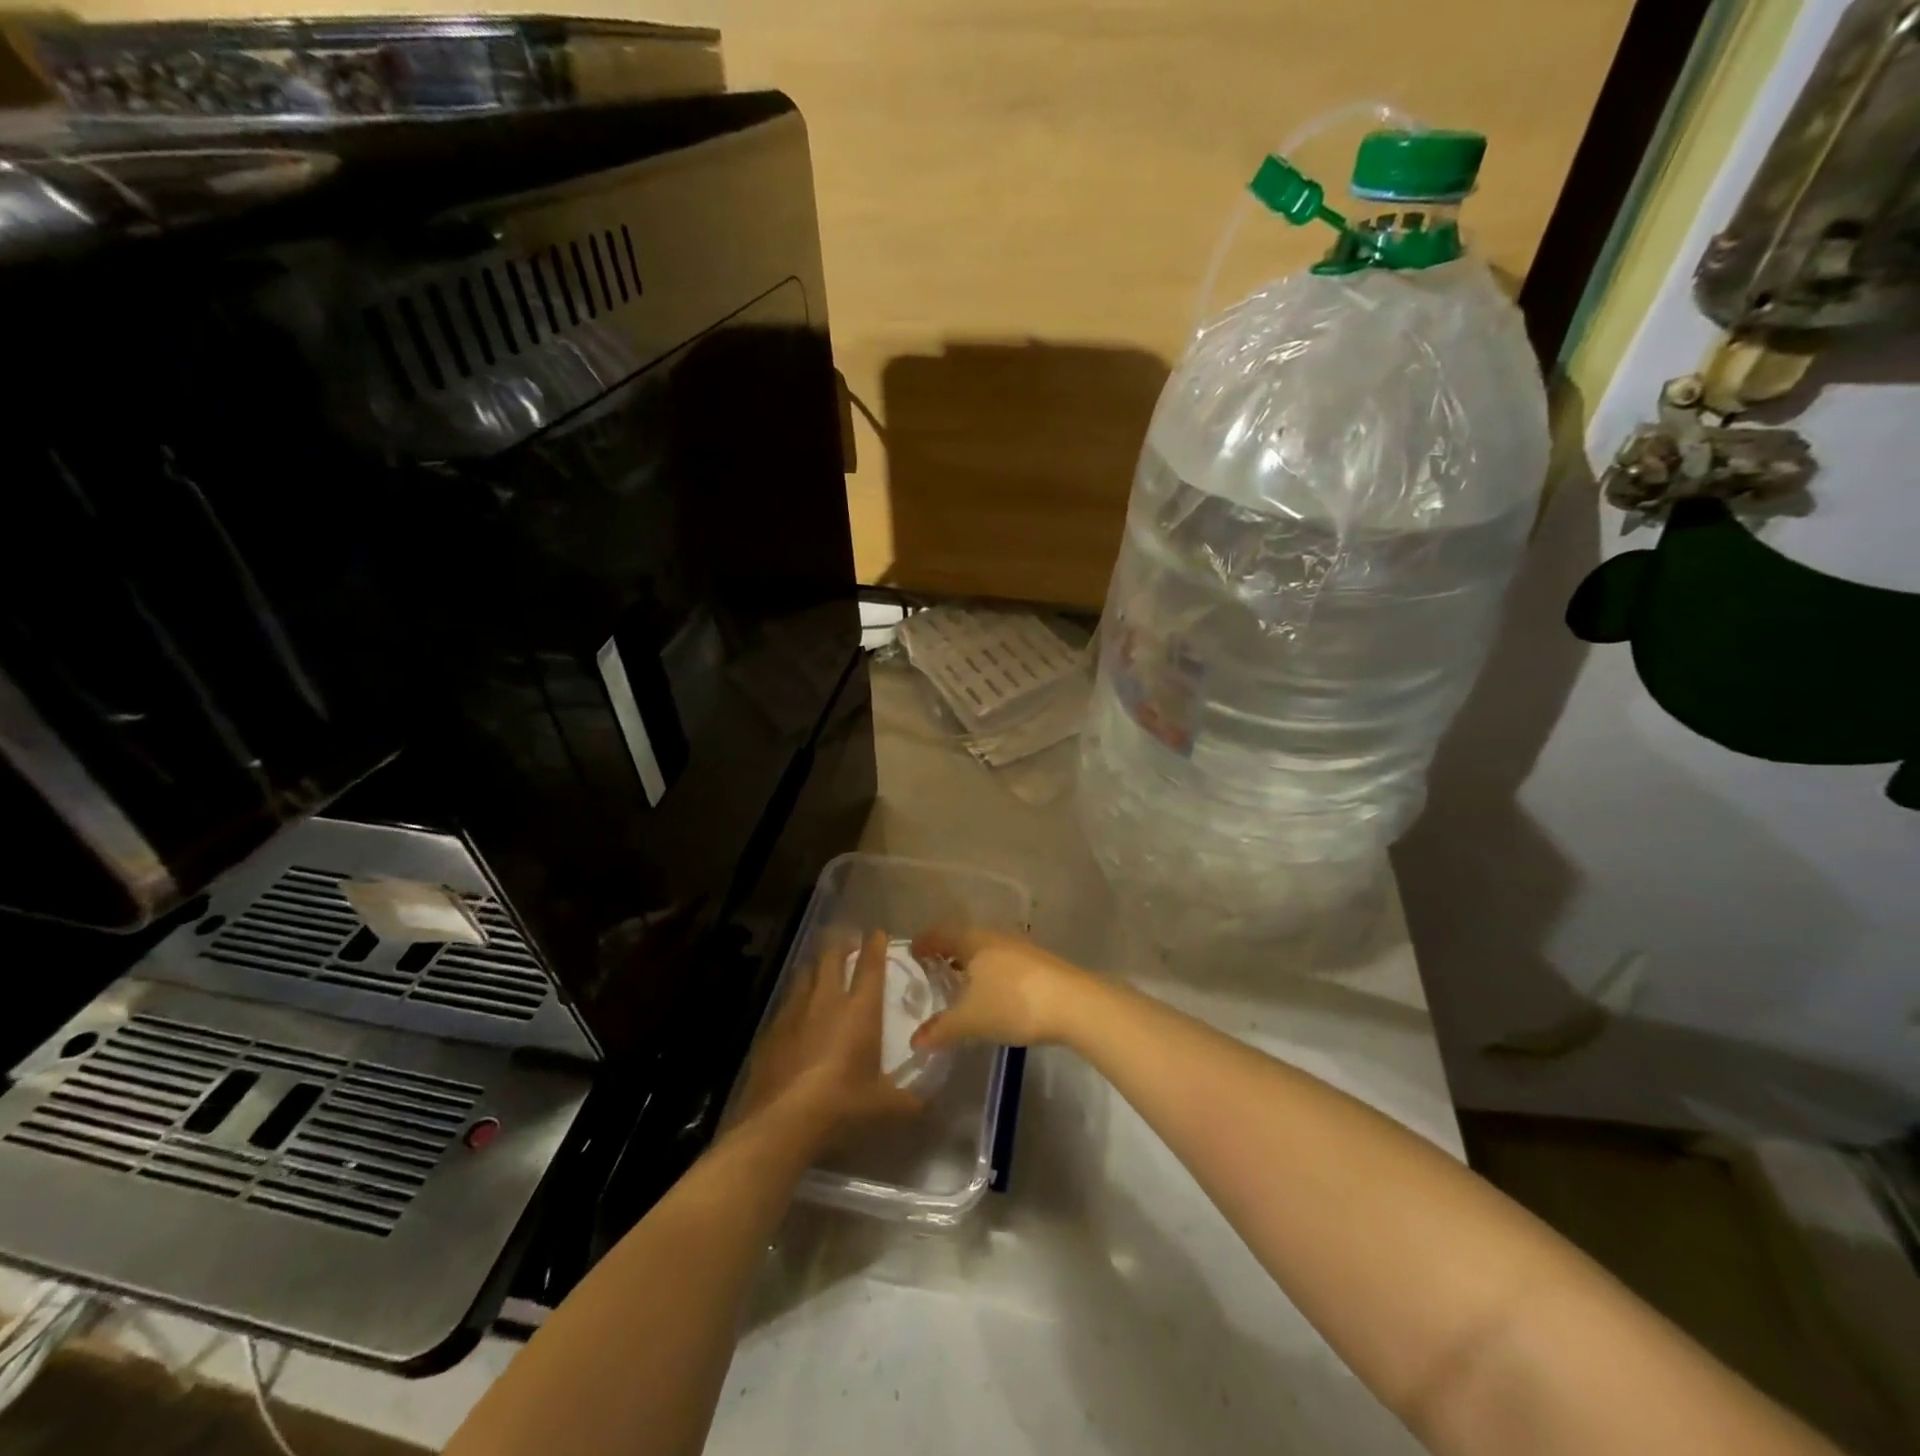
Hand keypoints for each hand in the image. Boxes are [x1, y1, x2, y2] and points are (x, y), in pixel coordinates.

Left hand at [737, 930, 924, 1142]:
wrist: (783, 1121)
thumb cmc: (842, 1104)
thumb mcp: (883, 1106)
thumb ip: (908, 1101)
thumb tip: (927, 1105)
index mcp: (860, 1010)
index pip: (870, 966)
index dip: (875, 945)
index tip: (878, 933)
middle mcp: (827, 1000)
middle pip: (831, 957)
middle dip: (841, 945)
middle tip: (849, 944)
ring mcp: (794, 1012)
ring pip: (805, 973)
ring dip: (815, 967)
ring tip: (821, 969)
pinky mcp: (771, 1030)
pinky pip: (786, 1002)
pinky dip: (795, 998)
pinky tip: (796, 1011)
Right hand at [908, 929, 1091, 1050]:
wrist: (1074, 1003)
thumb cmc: (1013, 1003)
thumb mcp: (971, 1020)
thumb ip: (941, 1029)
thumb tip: (915, 1040)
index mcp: (973, 941)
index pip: (941, 934)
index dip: (925, 942)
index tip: (913, 952)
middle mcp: (995, 936)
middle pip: (964, 938)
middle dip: (948, 952)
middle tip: (933, 968)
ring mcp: (1021, 946)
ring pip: (987, 949)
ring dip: (972, 962)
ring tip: (962, 982)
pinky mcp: (1040, 962)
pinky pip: (1004, 960)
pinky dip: (991, 971)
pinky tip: (994, 991)